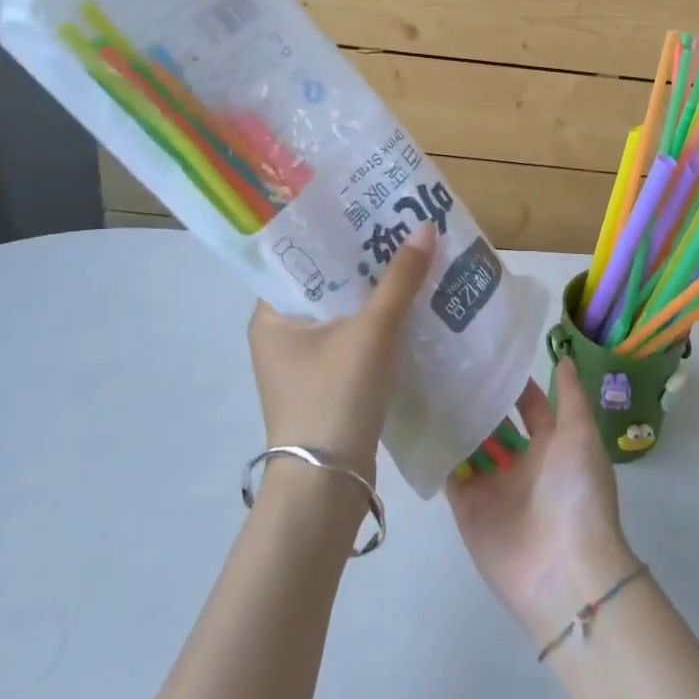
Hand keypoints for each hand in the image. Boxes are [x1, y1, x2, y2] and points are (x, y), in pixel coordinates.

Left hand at [246, 223, 435, 481]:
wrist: (328, 487)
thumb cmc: (335, 397)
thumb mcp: (371, 332)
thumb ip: (399, 280)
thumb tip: (426, 228)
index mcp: (272, 316)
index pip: (302, 258)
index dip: (337, 233)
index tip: (372, 212)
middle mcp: (282, 335)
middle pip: (328, 284)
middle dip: (365, 261)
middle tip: (402, 230)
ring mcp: (304, 362)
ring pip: (344, 312)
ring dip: (375, 293)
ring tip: (413, 259)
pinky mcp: (328, 383)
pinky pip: (354, 338)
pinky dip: (379, 323)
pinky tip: (412, 306)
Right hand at [447, 356, 639, 642]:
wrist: (565, 570)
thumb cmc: (578, 493)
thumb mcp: (581, 435)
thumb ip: (570, 396)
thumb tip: (563, 357)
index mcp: (552, 445)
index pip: (530, 404)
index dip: (513, 382)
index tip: (487, 351)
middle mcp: (521, 463)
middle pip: (496, 424)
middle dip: (480, 399)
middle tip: (449, 361)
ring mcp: (493, 486)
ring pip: (470, 444)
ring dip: (456, 420)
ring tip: (429, 381)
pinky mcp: (468, 508)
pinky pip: (450, 474)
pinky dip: (438, 452)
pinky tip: (420, 420)